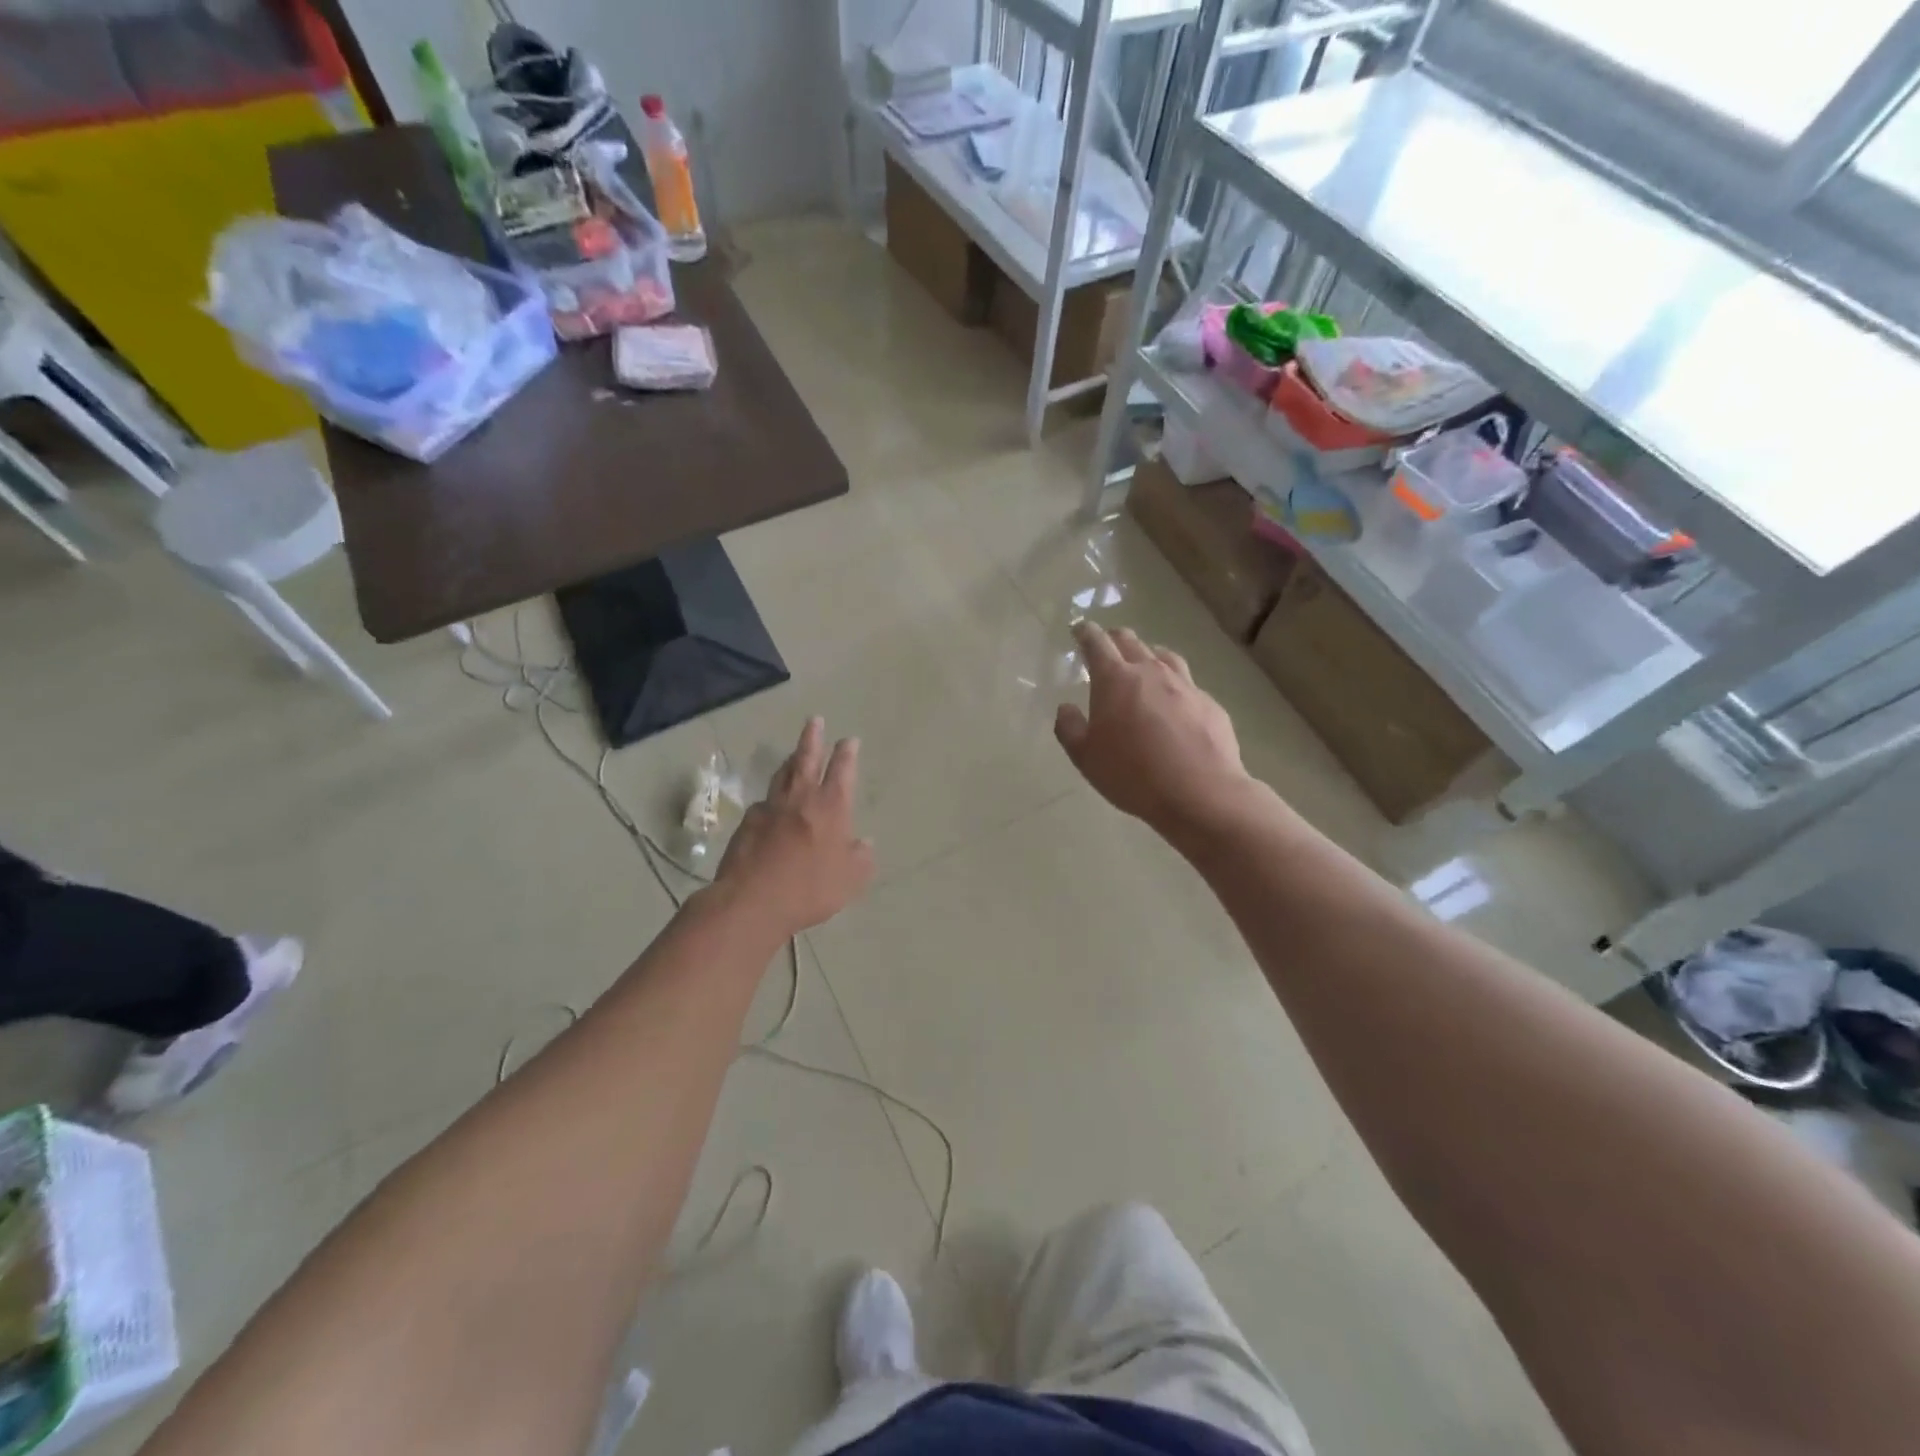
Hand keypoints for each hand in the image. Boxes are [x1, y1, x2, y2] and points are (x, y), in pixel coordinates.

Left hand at [711, 718, 874, 936]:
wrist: (753, 901)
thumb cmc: (811, 888)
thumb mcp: (852, 879)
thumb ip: (860, 858)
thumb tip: (864, 843)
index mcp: (831, 807)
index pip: (842, 770)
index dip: (847, 753)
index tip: (849, 740)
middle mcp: (800, 799)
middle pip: (806, 759)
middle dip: (812, 738)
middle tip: (814, 720)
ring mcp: (770, 808)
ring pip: (781, 776)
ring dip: (789, 761)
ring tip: (793, 753)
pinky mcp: (747, 824)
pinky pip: (763, 803)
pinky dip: (771, 799)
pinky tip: (770, 805)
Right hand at [1054, 622, 1248, 834]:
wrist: (1201, 792)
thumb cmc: (1133, 774)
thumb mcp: (1086, 758)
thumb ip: (1070, 728)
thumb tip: (1066, 708)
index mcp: (1115, 680)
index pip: (1097, 643)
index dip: (1085, 633)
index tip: (1079, 630)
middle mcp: (1151, 672)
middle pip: (1131, 641)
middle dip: (1114, 638)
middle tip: (1107, 644)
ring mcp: (1185, 685)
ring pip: (1163, 656)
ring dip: (1148, 655)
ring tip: (1143, 663)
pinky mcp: (1209, 703)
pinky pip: (1187, 684)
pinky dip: (1174, 685)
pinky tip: (1174, 703)